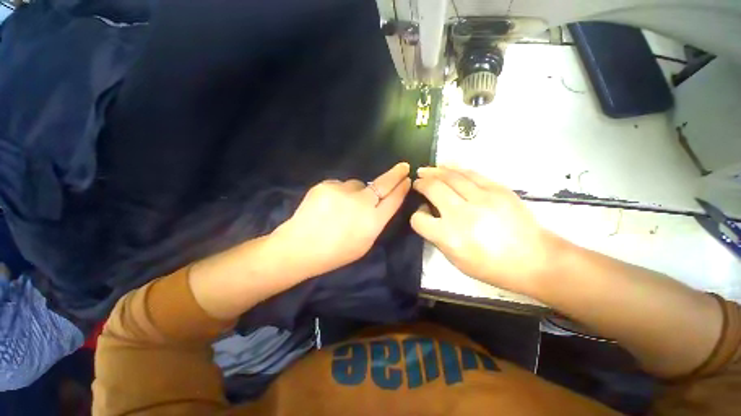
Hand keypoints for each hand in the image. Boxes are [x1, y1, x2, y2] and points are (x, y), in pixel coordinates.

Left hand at [274, 162, 411, 278]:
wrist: (300, 247)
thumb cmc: (335, 252)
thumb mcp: (364, 244)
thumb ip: (375, 222)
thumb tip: (379, 203)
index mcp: (373, 221)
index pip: (394, 199)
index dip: (402, 188)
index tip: (407, 179)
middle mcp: (362, 203)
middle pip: (383, 184)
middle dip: (396, 174)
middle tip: (403, 166)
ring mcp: (343, 192)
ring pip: (357, 184)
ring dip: (356, 192)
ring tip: (341, 206)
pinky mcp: (327, 185)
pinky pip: (340, 185)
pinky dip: (339, 193)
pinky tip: (329, 205)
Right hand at [410, 166, 562, 293]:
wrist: (535, 259)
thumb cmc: (492, 266)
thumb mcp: (456, 260)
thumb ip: (438, 237)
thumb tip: (430, 215)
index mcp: (450, 236)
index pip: (419, 219)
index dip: (417, 216)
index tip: (422, 213)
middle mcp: (462, 214)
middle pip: (432, 189)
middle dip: (421, 183)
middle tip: (417, 182)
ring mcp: (482, 198)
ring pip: (450, 176)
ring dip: (434, 171)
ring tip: (426, 170)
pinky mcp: (498, 189)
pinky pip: (471, 173)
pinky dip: (454, 167)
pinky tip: (445, 165)